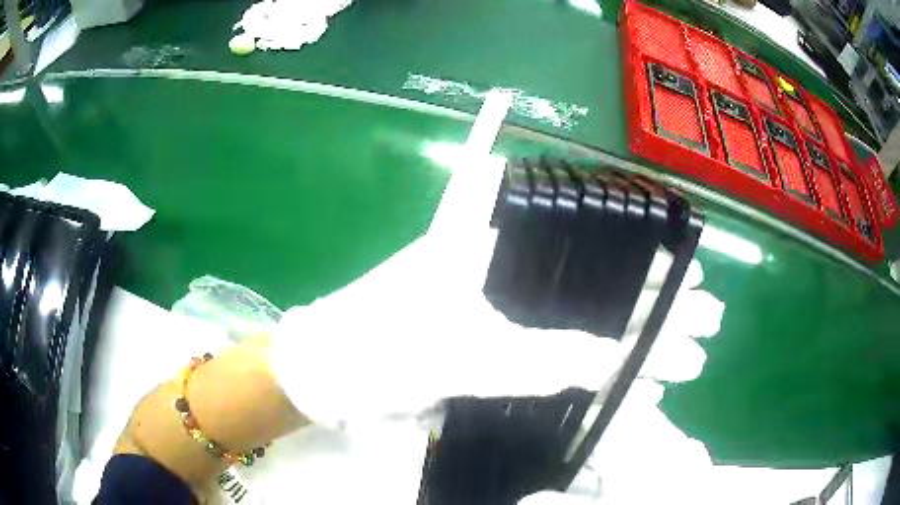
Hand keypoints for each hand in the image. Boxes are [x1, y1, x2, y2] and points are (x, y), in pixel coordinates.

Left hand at [269, 148, 723, 427]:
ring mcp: (502, 315)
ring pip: (583, 326)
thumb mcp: (458, 352)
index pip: (592, 241)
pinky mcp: (495, 351)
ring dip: (633, 344)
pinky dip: (594, 372)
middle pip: (597, 285)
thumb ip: (539, 358)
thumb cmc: (377, 347)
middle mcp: (505, 272)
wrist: (328, 376)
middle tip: (705, 322)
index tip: (691, 274)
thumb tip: (615, 359)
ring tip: (685, 358)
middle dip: (653, 307)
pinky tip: (633, 383)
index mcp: (495, 245)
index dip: (646, 260)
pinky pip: (557, 359)